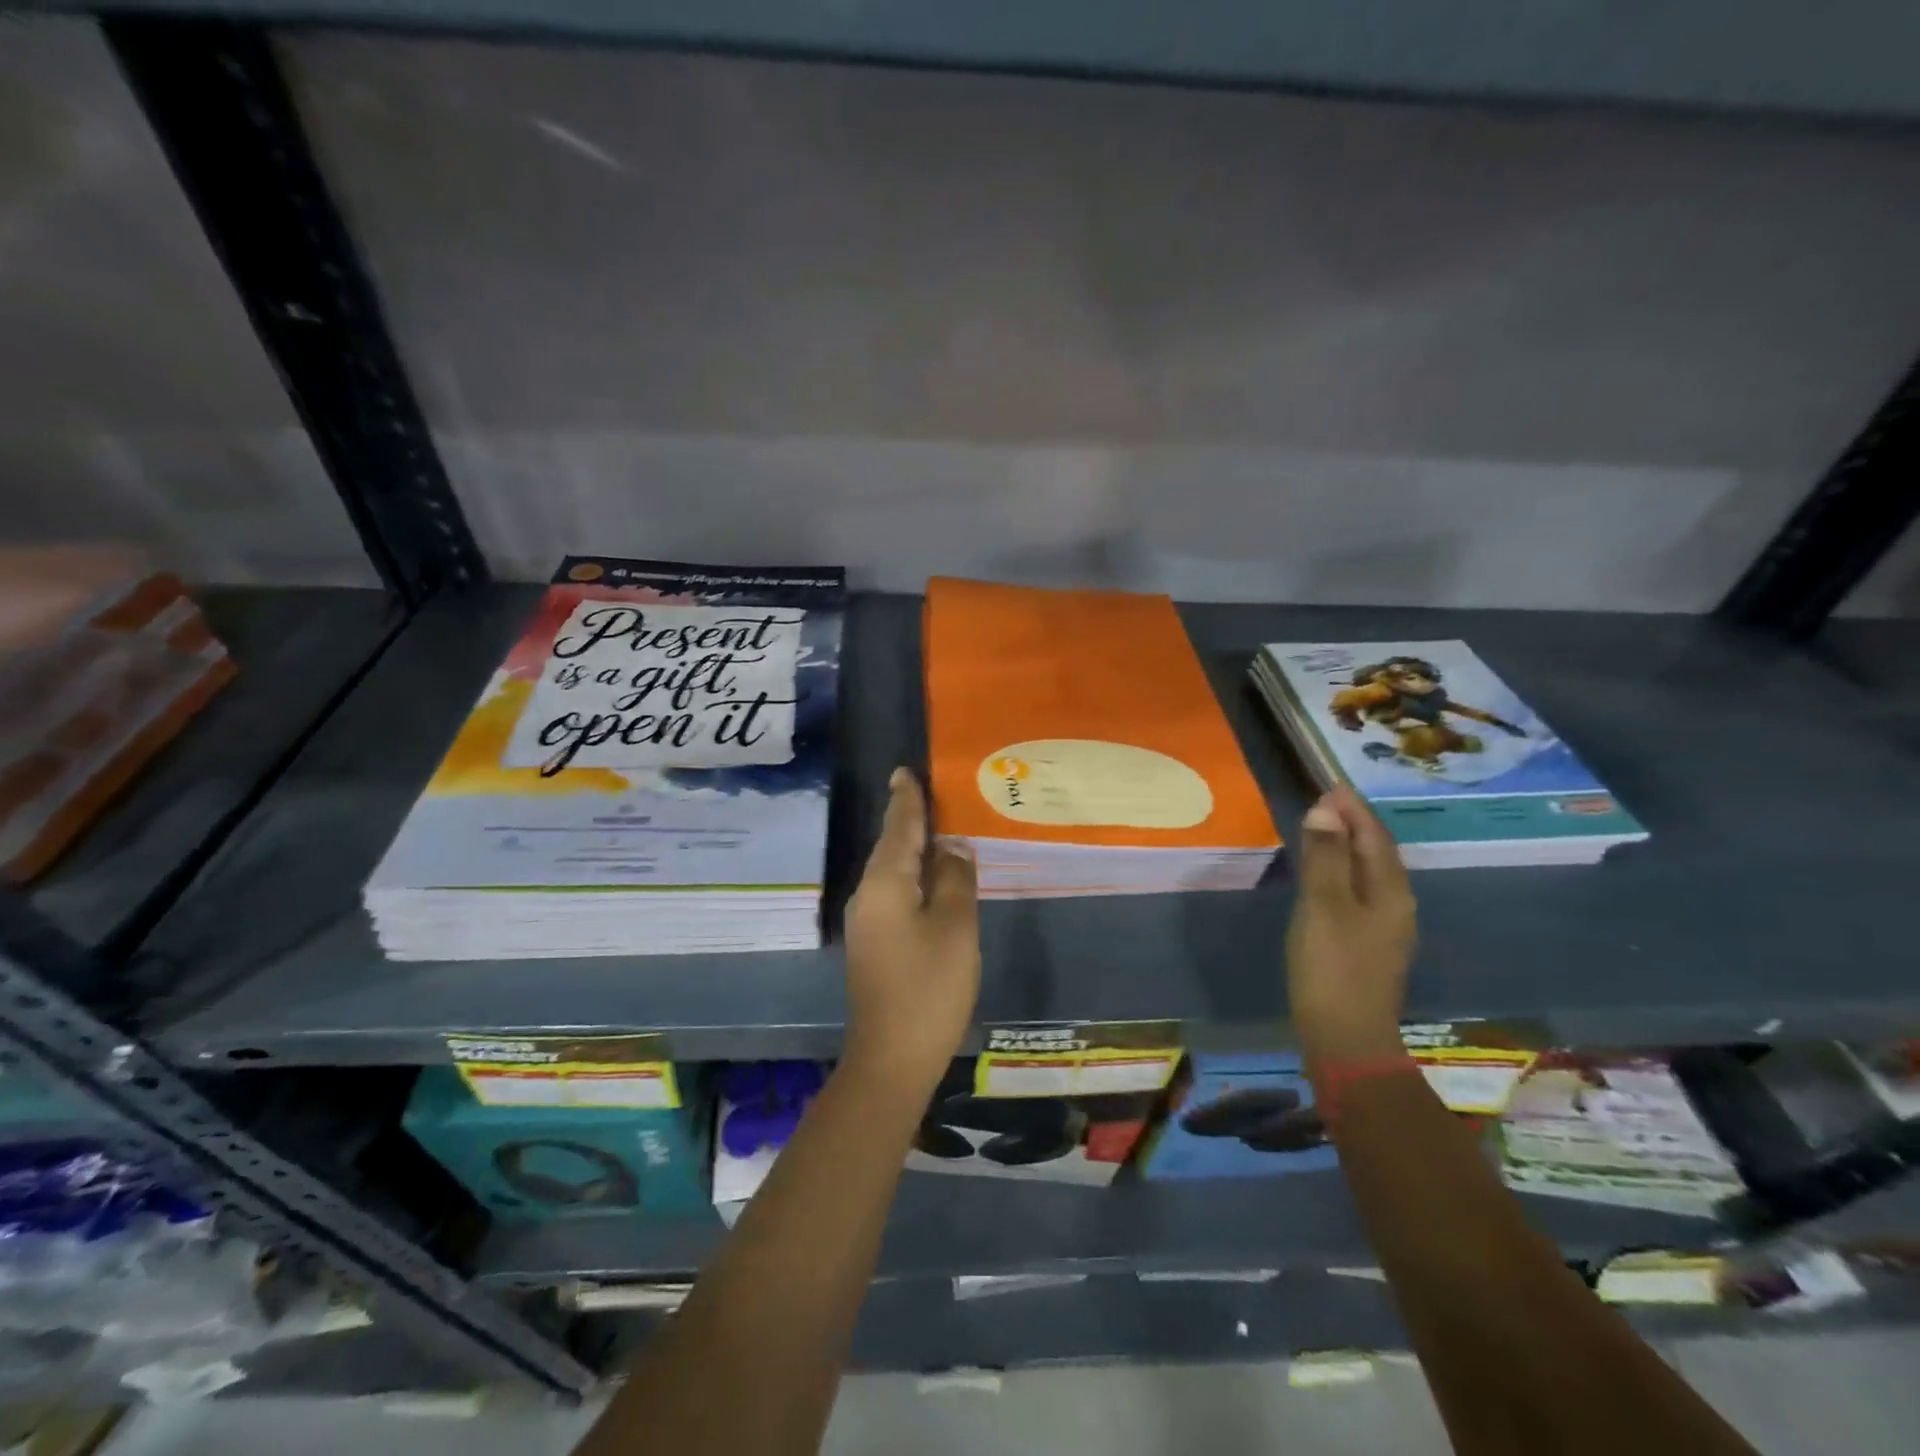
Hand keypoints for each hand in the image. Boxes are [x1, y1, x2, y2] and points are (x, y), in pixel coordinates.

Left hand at [842, 768, 980, 1094]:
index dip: (906, 799)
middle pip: (892, 847)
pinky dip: (914, 878)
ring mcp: (868, 922)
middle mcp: (868, 895)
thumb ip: (955, 879)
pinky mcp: (875, 945)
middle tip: (933, 795)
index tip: (904, 771)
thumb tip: (952, 846)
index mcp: (885, 883)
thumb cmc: (928, 987)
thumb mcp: (955, 927)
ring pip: (893, 872)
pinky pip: (895, 894)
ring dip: (914, 850)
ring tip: (940, 830)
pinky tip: (934, 880)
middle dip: (910, 820)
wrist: (891, 1059)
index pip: (898, 827)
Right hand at [1287, 786, 1416, 1066]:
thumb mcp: (1323, 906)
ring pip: (1369, 873)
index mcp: (1391, 891)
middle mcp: (1396, 905)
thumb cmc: (1333, 967)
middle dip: (1353, 824)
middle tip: (1324, 801)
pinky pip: (1358, 892)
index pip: (1374, 836)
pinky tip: (1325, 877)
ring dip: (1348, 847)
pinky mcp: (1368, 945)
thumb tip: (1326, 810)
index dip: (1353, 809)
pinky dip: (1342, 872)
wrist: (1346, 1038)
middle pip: (1377, 853)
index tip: (1330, 784)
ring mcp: (1384, 928)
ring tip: (1322, 829)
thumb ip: (1326, 857)